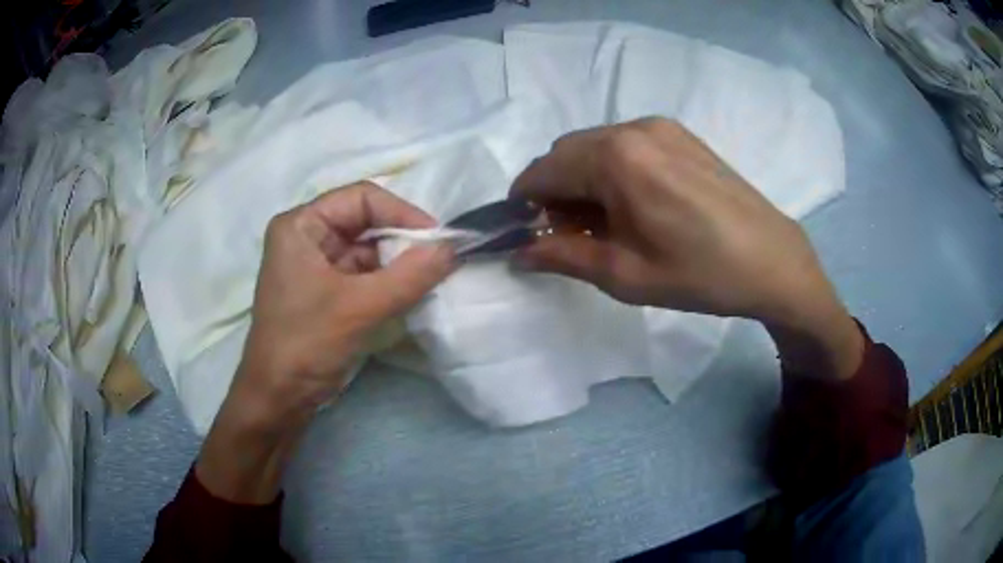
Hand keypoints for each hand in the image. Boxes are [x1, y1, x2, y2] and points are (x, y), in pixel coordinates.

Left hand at [197, 181, 453, 502]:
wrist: (279, 398)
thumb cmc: (306, 344)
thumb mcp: (359, 307)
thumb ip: (409, 276)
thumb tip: (454, 248)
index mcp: (301, 225)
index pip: (360, 197)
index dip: (402, 212)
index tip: (436, 238)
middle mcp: (307, 236)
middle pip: (365, 221)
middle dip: (402, 240)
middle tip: (437, 260)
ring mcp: (316, 264)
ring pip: (368, 249)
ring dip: (398, 263)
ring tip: (428, 279)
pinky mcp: (327, 289)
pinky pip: (365, 273)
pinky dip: (389, 281)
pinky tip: (410, 294)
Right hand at [512, 118, 861, 379]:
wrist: (771, 259)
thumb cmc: (700, 274)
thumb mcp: (625, 275)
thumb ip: (563, 256)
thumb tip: (519, 252)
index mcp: (616, 158)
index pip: (543, 170)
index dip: (526, 203)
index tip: (531, 234)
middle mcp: (633, 128)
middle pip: (567, 152)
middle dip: (557, 191)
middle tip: (574, 234)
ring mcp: (660, 126)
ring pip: (595, 146)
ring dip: (585, 179)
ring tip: (611, 222)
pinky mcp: (680, 133)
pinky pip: (626, 143)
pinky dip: (614, 168)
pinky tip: (638, 202)